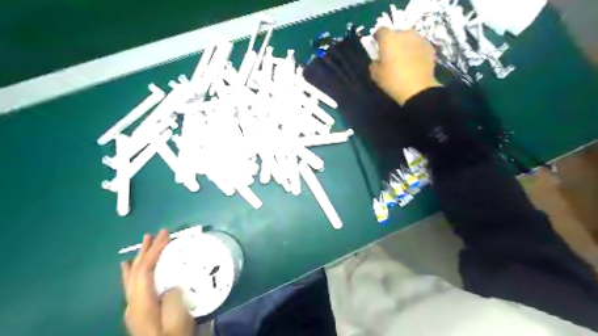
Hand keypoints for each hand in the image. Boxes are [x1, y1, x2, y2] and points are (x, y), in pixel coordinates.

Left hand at [119, 230, 194, 335]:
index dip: (155, 250)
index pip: (145, 270)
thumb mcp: (177, 320)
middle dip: (146, 251)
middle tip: (155, 234)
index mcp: (142, 303)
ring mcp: (134, 308)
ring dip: (139, 258)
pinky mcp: (139, 311)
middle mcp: (133, 303)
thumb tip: (170, 286)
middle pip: (136, 271)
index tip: (166, 235)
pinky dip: (131, 271)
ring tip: (144, 244)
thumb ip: (172, 298)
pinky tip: (127, 268)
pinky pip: (132, 285)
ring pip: (132, 277)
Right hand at [370, 29, 443, 104]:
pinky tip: (414, 63)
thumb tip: (377, 61)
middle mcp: (405, 34)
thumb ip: (374, 64)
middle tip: (391, 55)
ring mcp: (419, 39)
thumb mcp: (376, 75)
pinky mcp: (430, 47)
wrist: (418, 89)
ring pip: (409, 38)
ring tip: (403, 59)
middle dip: (393, 42)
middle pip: (396, 33)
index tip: (377, 47)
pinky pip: (418, 46)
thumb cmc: (393, 81)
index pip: (380, 31)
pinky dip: (415, 51)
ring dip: (405, 45)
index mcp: (389, 38)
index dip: (377, 38)